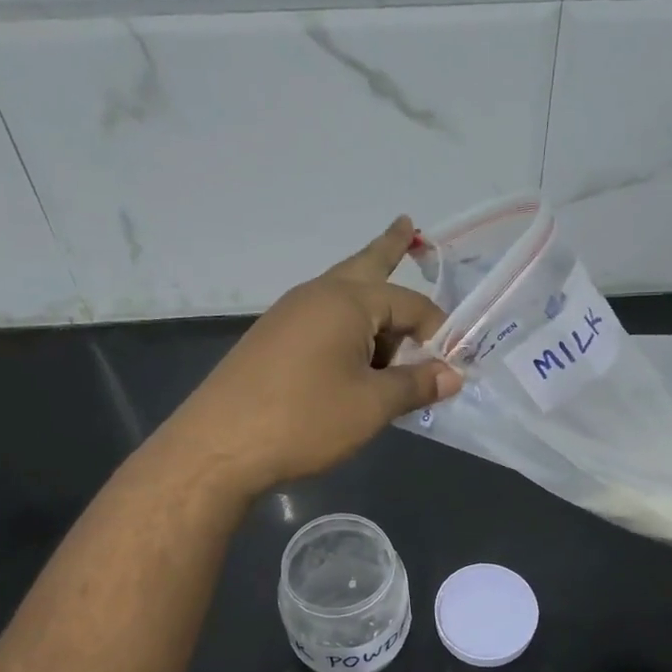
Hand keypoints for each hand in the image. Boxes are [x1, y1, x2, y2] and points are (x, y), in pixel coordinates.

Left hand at [159, 217, 463, 499]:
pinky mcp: (272, 340)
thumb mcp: (372, 405)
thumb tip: (452, 375)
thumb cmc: (305, 418)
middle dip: (389, 249)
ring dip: (372, 311)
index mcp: (347, 300)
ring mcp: (288, 315)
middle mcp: (316, 295)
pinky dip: (347, 333)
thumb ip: (416, 385)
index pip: (411, 304)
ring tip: (393, 337)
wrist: (219, 446)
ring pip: (343, 299)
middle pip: (365, 266)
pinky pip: (322, 323)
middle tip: (407, 225)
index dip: (438, 332)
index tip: (451, 365)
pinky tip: (353, 361)